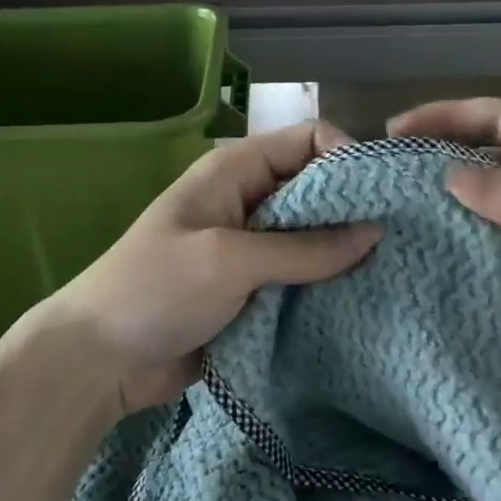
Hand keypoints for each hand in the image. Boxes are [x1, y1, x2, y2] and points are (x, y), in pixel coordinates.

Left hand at [36, 121, 382, 412]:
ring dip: (345, 253)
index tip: (382, 198)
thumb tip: (375, 232)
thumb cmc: (156, 290)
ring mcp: (253, 249)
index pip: (308, 140)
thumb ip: (304, 248)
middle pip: (318, 190)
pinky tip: (362, 301)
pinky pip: (303, 278)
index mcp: (235, 172)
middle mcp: (250, 202)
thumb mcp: (229, 261)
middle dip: (356, 210)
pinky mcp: (255, 290)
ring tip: (392, 273)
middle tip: (401, 239)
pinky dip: (328, 286)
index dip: (347, 158)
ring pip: (315, 238)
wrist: (99, 360)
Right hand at [388, 99, 500, 383]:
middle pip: (489, 162)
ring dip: (453, 215)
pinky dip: (475, 254)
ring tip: (395, 227)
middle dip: (439, 169)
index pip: (498, 118)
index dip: (444, 119)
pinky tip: (437, 264)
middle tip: (381, 187)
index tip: (392, 132)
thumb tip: (450, 180)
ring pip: (493, 209)